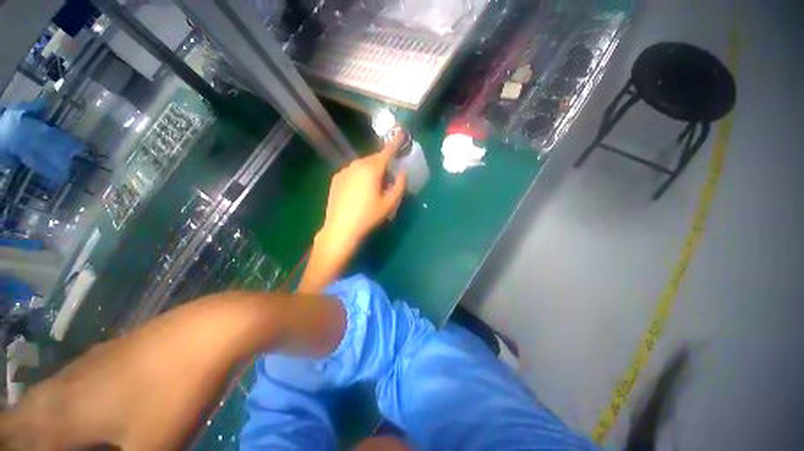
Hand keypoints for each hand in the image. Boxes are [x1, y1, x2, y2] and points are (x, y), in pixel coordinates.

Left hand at [298, 131, 407, 293]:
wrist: (341, 229)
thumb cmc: (368, 217)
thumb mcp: (389, 203)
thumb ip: (400, 185)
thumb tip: (403, 172)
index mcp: (371, 169)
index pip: (386, 152)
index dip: (395, 143)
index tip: (401, 132)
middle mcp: (356, 165)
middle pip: (374, 159)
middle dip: (383, 163)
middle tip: (388, 178)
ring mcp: (344, 171)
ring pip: (363, 165)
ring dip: (371, 170)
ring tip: (374, 187)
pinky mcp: (336, 179)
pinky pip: (353, 171)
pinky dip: (360, 175)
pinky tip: (360, 191)